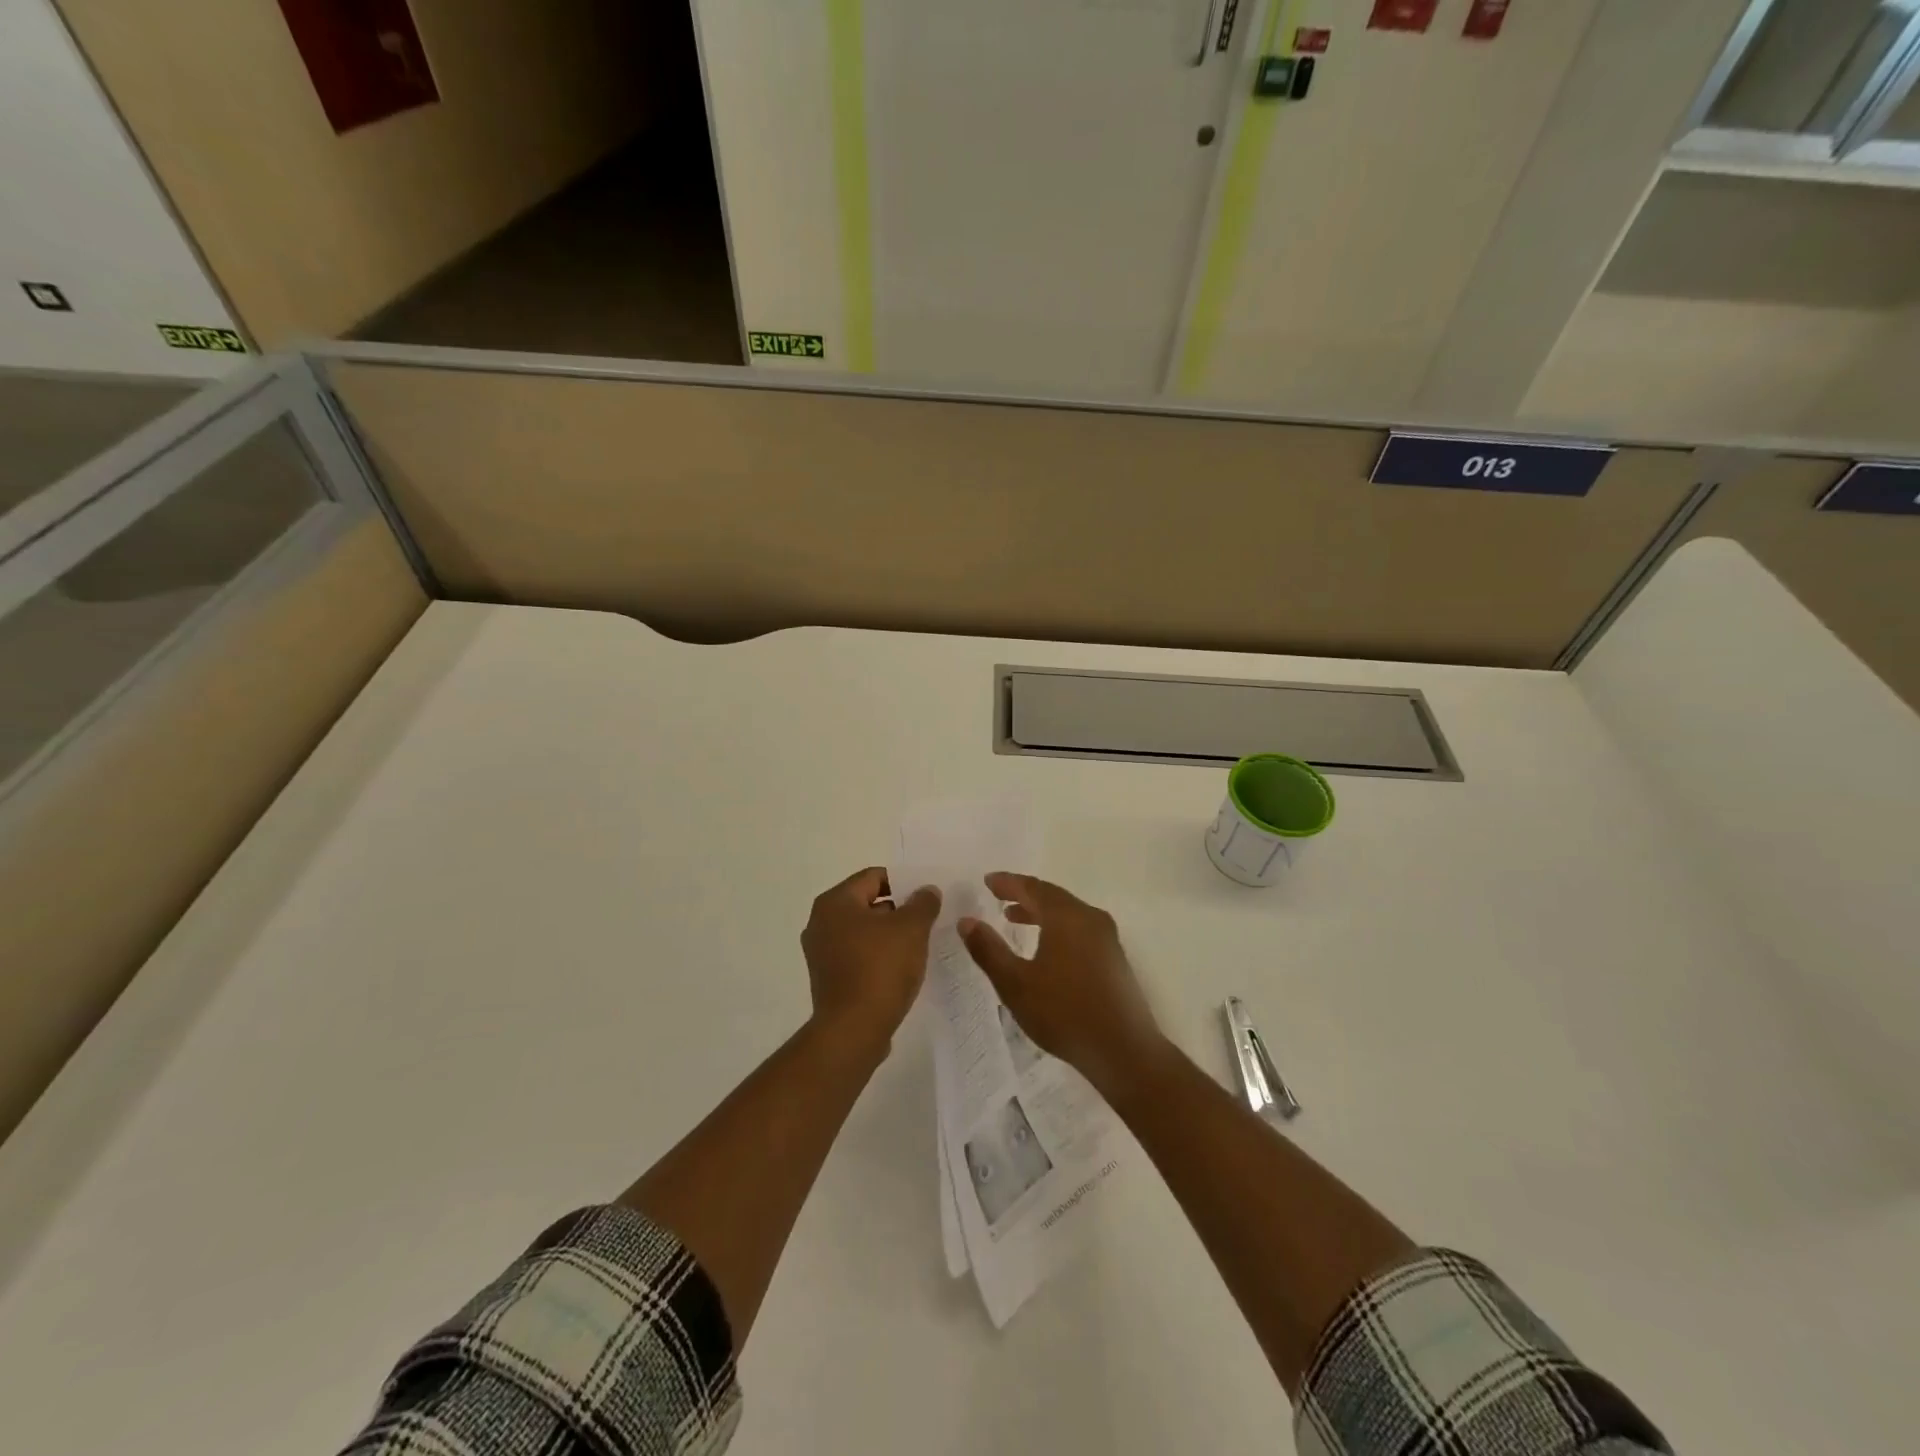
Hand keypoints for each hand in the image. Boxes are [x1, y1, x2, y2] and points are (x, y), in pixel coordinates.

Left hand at [801, 868, 939, 1057]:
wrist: (853, 1030)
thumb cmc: (881, 968)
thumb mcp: (912, 928)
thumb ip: (923, 903)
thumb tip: (926, 891)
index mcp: (835, 902)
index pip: (874, 877)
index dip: (904, 883)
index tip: (927, 899)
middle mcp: (820, 922)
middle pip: (867, 903)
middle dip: (898, 910)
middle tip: (926, 922)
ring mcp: (820, 952)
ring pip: (862, 931)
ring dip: (889, 935)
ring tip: (917, 947)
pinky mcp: (827, 978)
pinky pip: (857, 955)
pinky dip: (877, 957)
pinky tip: (899, 970)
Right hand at [958, 873, 1167, 1097]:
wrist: (1123, 1050)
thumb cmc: (1064, 1013)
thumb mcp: (1016, 984)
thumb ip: (988, 950)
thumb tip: (966, 921)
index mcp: (1066, 916)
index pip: (1032, 887)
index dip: (1008, 882)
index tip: (987, 881)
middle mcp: (1090, 918)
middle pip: (1052, 896)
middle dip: (1023, 895)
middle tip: (998, 897)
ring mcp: (1106, 937)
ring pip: (1068, 913)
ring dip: (1040, 912)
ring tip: (1013, 920)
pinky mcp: (1114, 957)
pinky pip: (1079, 928)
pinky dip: (1057, 926)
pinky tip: (1045, 947)